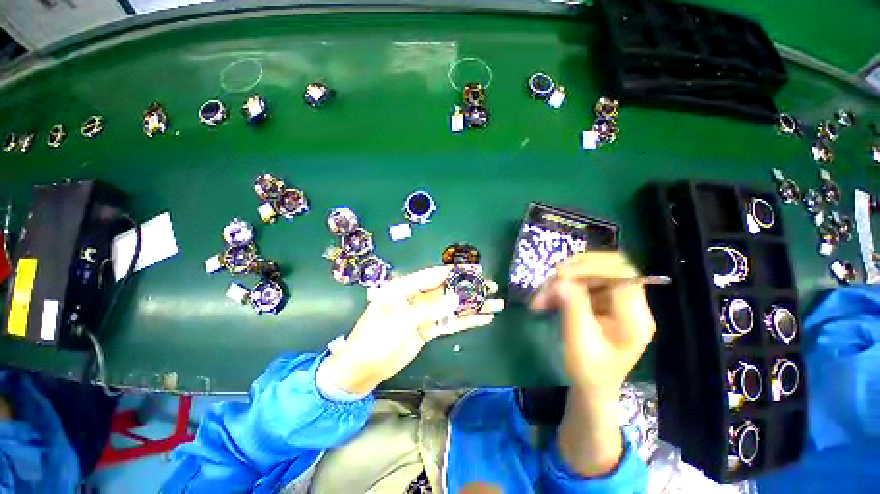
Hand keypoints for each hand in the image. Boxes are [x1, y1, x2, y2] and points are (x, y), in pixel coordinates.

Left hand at [321, 265, 503, 393]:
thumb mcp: (400, 321)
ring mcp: (423, 314)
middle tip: (491, 285)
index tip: (476, 269)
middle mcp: (416, 297)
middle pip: (447, 290)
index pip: (434, 275)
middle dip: (469, 288)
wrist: (362, 368)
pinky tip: (483, 319)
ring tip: (495, 303)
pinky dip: (465, 321)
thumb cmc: (375, 338)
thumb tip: (456, 299)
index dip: (455, 272)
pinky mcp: (428, 329)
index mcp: (405, 288)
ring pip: (451, 307)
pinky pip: (449, 323)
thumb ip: (429, 310)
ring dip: (472, 306)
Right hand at [531, 252, 655, 476]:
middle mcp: (629, 304)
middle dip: (572, 273)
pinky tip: (545, 301)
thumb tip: (560, 279)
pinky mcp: (601, 301)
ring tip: (539, 300)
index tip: (560, 274)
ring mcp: (614, 301)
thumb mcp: (578, 341)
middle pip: (605, 269)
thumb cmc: (588, 371)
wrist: (591, 385)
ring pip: (588, 275)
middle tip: (548, 283)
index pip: (622, 274)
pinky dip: (560, 289)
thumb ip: (572, 307)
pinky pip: (579, 284)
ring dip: (561, 283)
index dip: (592, 267)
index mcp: (634, 318)